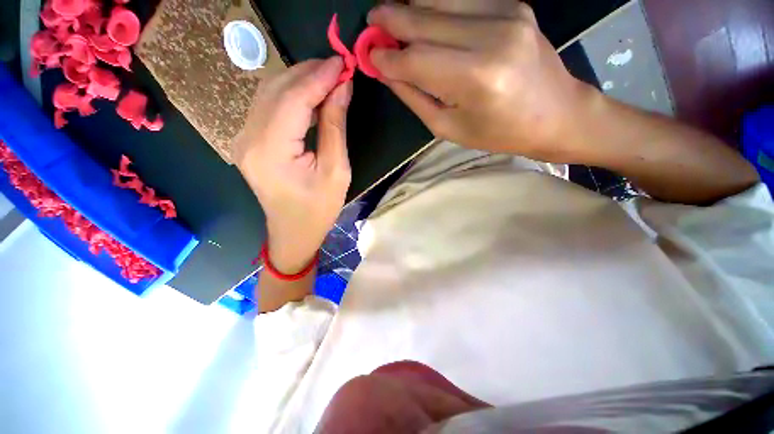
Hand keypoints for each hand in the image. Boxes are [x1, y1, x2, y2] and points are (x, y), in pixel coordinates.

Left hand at [234, 58, 352, 272]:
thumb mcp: (336, 171)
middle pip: (276, 89)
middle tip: (338, 68)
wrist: (293, 232)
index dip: (319, 77)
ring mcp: (243, 138)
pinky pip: (268, 107)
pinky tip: (311, 96)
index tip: (342, 62)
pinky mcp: (249, 141)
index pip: (293, 99)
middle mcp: (248, 138)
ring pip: (270, 94)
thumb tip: (342, 88)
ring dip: (300, 82)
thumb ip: (335, 127)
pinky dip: (291, 96)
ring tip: (329, 78)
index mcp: (270, 151)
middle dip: (309, 73)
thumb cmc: (319, 209)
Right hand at [368, 2, 592, 161]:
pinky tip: (425, 18)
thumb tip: (388, 72)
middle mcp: (491, 36)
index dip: (387, 58)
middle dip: (391, 21)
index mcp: (475, 79)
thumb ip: (416, 97)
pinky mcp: (513, 4)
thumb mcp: (450, 127)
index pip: (416, 60)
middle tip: (371, 23)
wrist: (556, 114)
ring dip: (411, 7)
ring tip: (393, 20)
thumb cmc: (498, 133)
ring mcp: (506, 13)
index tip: (367, 55)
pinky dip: (436, 5)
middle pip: (425, 19)